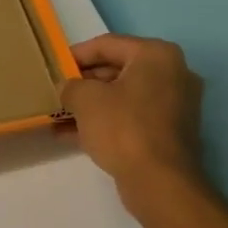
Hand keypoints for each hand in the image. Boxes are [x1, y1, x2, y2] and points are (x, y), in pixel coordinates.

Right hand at [61, 35, 205, 203]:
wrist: (160, 181)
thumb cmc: (123, 127)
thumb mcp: (85, 99)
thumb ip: (71, 86)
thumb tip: (69, 88)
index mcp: (156, 55)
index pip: (107, 45)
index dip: (75, 55)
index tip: (53, 66)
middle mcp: (172, 73)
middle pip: (117, 70)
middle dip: (83, 82)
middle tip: (56, 92)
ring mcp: (175, 104)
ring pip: (122, 96)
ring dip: (91, 105)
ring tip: (59, 115)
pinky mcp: (170, 131)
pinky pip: (131, 117)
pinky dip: (105, 122)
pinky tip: (73, 135)